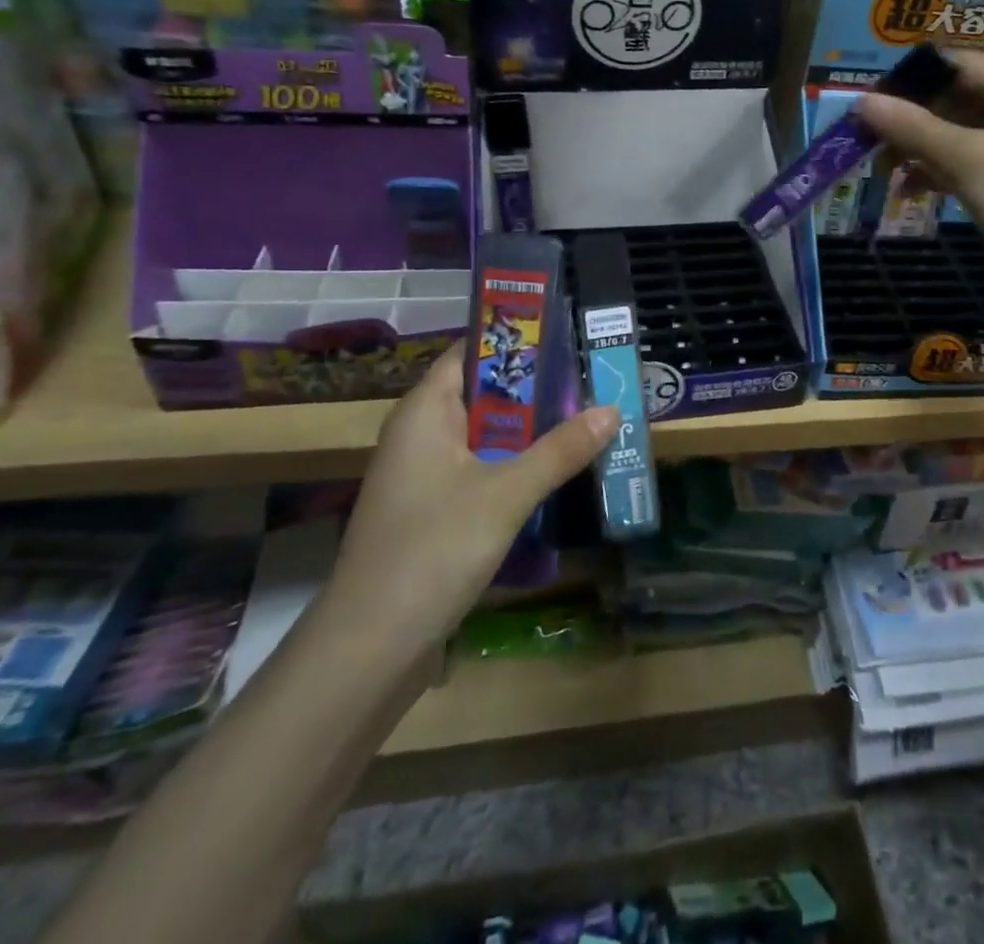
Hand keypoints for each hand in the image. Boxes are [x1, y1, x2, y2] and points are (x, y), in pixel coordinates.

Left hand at [321, 344, 617, 666]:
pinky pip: (480, 469)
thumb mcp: (506, 494)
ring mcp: (424, 474)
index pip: (470, 352)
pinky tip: (554, 471)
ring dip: (530, 429)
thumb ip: (560, 450)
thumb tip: (613, 410)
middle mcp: (420, 433)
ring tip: (585, 418)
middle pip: (483, 393)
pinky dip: (515, 464)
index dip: (515, 339)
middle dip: (536, 388)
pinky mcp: (433, 510)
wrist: (370, 648)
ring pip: (485, 435)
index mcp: (425, 412)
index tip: (566, 334)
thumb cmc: (433, 550)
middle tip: (590, 379)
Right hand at [856, 50, 983, 321]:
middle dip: (911, 119)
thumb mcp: (964, 158)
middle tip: (868, 140)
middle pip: (955, 98)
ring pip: (958, 134)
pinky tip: (908, 190)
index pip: (956, 65)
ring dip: (920, 148)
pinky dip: (938, 171)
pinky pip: (967, 163)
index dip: (910, 81)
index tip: (868, 103)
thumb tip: (861, 101)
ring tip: (883, 168)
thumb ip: (911, 127)